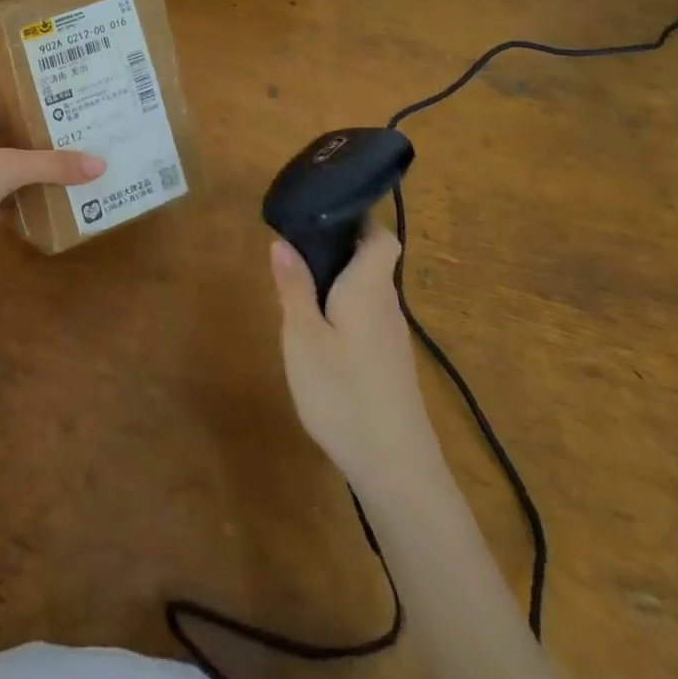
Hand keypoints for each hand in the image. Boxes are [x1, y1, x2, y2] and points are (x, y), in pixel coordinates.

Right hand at [271, 223, 439, 495]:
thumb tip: (282, 241)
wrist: (396, 470)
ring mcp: (391, 337)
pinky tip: (317, 325)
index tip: (324, 209)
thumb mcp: (303, 336)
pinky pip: (366, 315)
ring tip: (297, 277)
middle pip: (372, 260)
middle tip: (295, 240)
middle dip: (339, 244)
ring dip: (339, 277)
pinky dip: (343, 305)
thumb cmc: (343, 392)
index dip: (359, 217)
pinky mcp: (389, 364)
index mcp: (369, 287)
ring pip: (368, 289)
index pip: (380, 237)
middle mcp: (386, 305)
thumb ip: (294, 286)